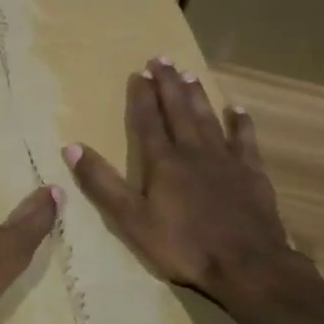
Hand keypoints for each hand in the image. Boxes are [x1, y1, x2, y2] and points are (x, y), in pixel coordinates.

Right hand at [63, 58, 296, 300]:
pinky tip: (237, 110)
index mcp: (163, 162)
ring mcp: (226, 160)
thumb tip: (72, 147)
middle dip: (168, 84)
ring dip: (197, 96)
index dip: (142, 97)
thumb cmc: (183, 246)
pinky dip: (240, 124)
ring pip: (209, 119)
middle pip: (179, 111)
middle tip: (161, 59)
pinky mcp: (252, 174)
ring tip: (189, 74)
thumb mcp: (131, 220)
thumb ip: (102, 184)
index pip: (148, 122)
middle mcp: (194, 152)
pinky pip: (245, 141)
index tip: (139, 73)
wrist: (246, 265)